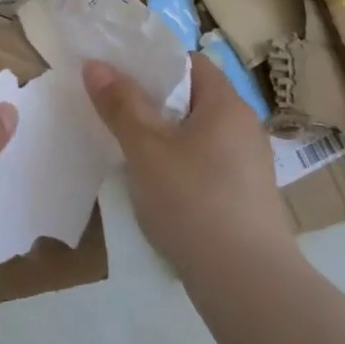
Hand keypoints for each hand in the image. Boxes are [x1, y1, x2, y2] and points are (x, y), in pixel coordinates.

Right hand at [83, 54, 291, 274]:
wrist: (244, 280)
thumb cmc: (192, 200)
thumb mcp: (145, 148)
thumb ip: (120, 104)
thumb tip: (96, 65)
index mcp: (226, 104)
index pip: (191, 63)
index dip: (154, 63)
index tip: (118, 76)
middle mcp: (244, 127)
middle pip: (193, 98)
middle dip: (153, 102)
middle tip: (113, 111)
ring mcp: (248, 165)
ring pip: (197, 134)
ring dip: (164, 136)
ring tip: (128, 149)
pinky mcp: (244, 197)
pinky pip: (206, 163)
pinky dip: (179, 165)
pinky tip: (156, 187)